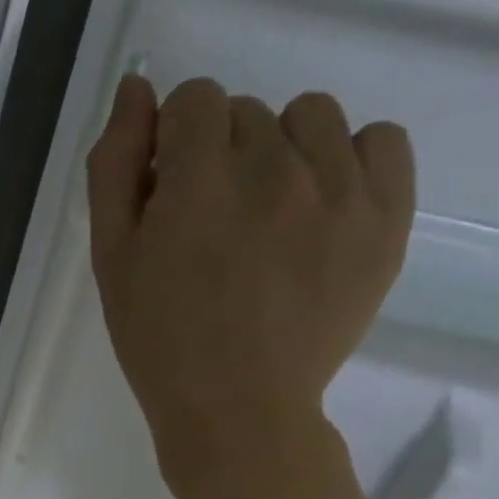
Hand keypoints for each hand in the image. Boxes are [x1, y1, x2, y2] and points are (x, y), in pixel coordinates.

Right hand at [86, 75, 414, 498]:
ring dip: (280, 151)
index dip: (174, 143)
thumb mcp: (111, 260)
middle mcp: (274, 171)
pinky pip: (382, 140)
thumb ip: (115, 167)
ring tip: (268, 216)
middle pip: (246, 112)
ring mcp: (339, 192)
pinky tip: (320, 207)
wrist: (238, 409)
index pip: (193, 100)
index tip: (170, 194)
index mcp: (197, 182)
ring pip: (310, 117)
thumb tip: (137, 88)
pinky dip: (349, 160)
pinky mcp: (387, 219)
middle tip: (213, 226)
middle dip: (219, 155)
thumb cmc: (159, 341)